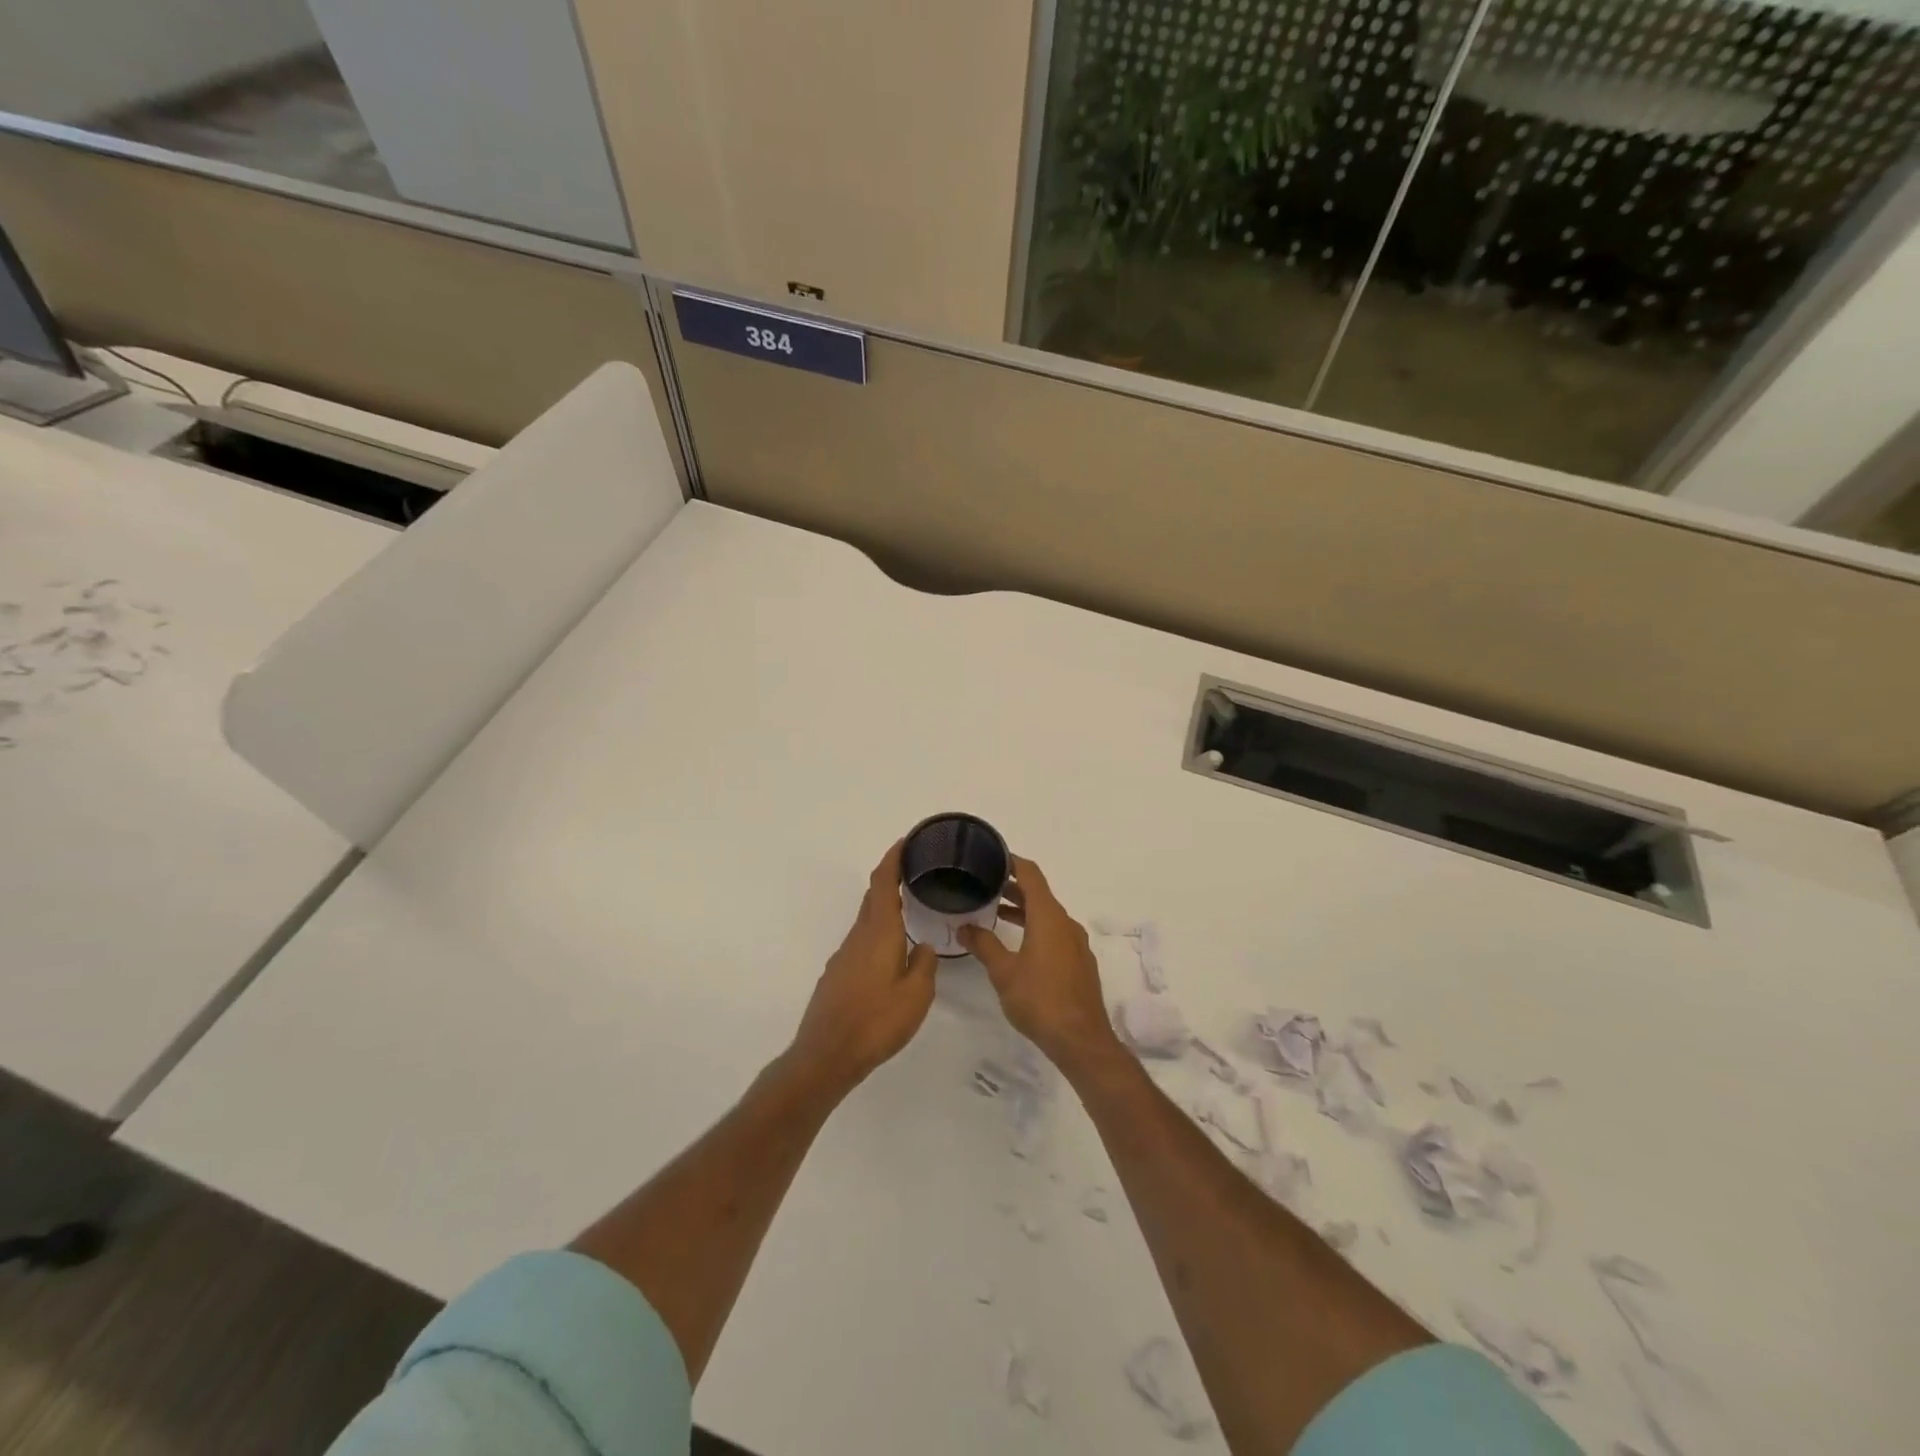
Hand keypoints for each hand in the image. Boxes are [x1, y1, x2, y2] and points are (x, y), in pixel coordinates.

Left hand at [789, 841, 937, 1090]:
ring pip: (867, 920)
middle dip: (890, 878)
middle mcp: (858, 937)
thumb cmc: (876, 1021)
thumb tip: (922, 946)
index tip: (906, 842)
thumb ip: (924, 965)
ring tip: (909, 909)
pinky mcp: (837, 975)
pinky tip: (891, 951)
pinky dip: (878, 931)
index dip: (893, 858)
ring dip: (885, 907)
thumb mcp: (916, 995)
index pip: (883, 883)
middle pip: (873, 897)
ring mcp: (844, 956)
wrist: (827, 1055)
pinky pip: (861, 941)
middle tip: (915, 872)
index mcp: (879, 932)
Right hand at [960, 857, 1118, 1073]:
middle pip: (1039, 893)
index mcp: (1049, 917)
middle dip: (1013, 886)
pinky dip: (1035, 927)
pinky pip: (1055, 932)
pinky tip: (1019, 944)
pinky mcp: (1079, 962)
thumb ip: (984, 945)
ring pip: (1047, 915)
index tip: (991, 855)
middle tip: (984, 884)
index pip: (1031, 874)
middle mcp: (1065, 923)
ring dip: (1023, 909)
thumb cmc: (1040, 1000)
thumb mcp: (1004, 972)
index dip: (1012, 861)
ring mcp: (1076, 943)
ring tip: (995, 912)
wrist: (1081, 1040)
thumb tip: (964, 926)